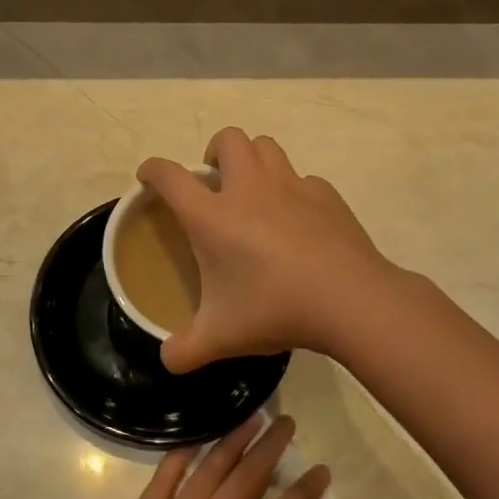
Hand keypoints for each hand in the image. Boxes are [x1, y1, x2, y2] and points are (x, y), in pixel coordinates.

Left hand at [65, 415, 329, 498]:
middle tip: (287, 422)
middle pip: (246, 480)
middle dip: (271, 448)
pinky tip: (195, 440)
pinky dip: (180, 455)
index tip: (321, 469)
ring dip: (233, 441)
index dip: (305, 492)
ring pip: (209, 470)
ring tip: (252, 417)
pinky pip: (163, 478)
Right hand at [137, 127, 398, 373]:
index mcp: (213, 216)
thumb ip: (185, 350)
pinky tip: (299, 222)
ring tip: (254, 193)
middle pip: (228, 138)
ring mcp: (291, 186)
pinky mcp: (325, 195)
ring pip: (266, 147)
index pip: (170, 176)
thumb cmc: (275, 309)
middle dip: (214, 151)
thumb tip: (167, 359)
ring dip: (253, 160)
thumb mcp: (220, 338)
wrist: (349, 300)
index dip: (153, 170)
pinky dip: (293, 191)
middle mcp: (249, 189)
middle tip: (215, 183)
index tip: (149, 177)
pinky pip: (303, 179)